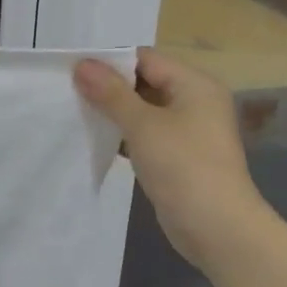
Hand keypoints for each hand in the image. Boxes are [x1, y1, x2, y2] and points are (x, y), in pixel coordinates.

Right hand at [74, 49, 267, 270]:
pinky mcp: (179, 156)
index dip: (110, 62)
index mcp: (195, 84)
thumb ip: (111, 93)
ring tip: (77, 114)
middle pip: (145, 82)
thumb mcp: (143, 125)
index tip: (74, 70)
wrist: (216, 227)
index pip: (146, 59)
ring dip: (115, 113)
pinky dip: (125, 136)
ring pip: (144, 111)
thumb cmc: (182, 166)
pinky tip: (98, 141)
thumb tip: (82, 64)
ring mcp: (189, 131)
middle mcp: (195, 102)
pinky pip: (147, 135)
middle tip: (69, 92)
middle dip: (109, 88)